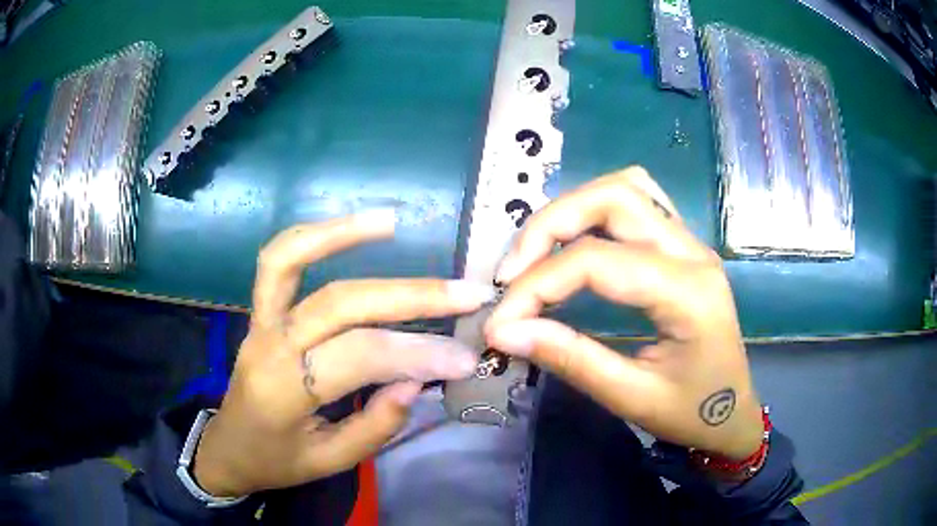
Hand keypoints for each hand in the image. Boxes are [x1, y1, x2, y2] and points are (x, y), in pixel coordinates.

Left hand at [193, 211, 494, 496]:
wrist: (228, 449)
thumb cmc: (277, 461)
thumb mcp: (329, 462)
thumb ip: (374, 426)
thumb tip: (416, 380)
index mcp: (284, 392)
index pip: (358, 357)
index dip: (416, 353)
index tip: (465, 357)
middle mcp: (269, 346)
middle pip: (340, 303)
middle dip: (409, 296)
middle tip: (467, 293)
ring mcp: (258, 321)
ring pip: (289, 261)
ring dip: (340, 234)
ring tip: (391, 222)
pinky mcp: (259, 312)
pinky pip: (276, 262)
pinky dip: (311, 237)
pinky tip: (348, 228)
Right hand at [484, 168, 762, 459]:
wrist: (732, 413)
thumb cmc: (691, 413)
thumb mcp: (631, 398)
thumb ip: (569, 359)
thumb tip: (504, 332)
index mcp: (688, 293)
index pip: (597, 261)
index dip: (536, 285)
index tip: (499, 322)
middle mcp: (693, 252)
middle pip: (613, 197)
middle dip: (550, 226)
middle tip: (512, 273)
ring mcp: (691, 242)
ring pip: (626, 187)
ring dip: (574, 208)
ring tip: (538, 253)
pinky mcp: (683, 246)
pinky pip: (638, 202)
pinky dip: (596, 211)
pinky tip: (576, 242)